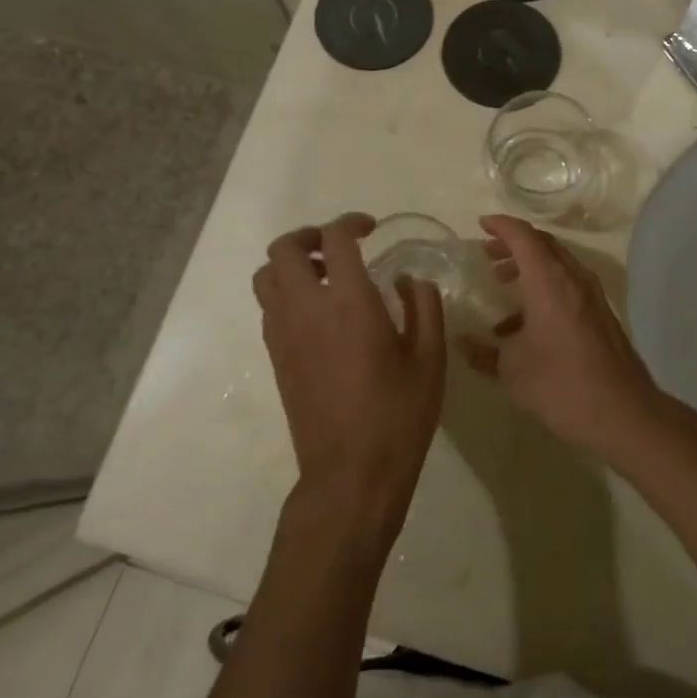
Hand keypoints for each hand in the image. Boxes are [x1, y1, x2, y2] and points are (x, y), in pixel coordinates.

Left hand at [252, 214, 446, 543]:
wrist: (351, 474)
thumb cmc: (398, 415)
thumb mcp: (430, 358)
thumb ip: (424, 307)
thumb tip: (408, 280)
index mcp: (350, 304)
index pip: (334, 240)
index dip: (350, 223)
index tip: (370, 229)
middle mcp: (307, 310)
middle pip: (283, 249)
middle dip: (308, 236)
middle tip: (339, 247)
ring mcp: (283, 334)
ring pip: (266, 276)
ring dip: (291, 264)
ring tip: (326, 277)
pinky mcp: (276, 357)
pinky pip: (269, 306)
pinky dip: (286, 292)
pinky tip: (319, 313)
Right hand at [462, 215, 666, 462]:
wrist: (624, 413)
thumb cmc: (561, 385)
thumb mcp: (512, 371)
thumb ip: (483, 353)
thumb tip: (463, 344)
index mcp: (549, 281)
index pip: (523, 236)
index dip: (501, 226)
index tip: (481, 225)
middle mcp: (573, 279)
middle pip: (543, 245)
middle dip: (514, 245)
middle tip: (488, 254)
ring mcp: (592, 297)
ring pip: (557, 265)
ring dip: (529, 267)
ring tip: (502, 283)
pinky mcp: (601, 316)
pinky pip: (568, 286)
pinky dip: (544, 289)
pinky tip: (525, 324)